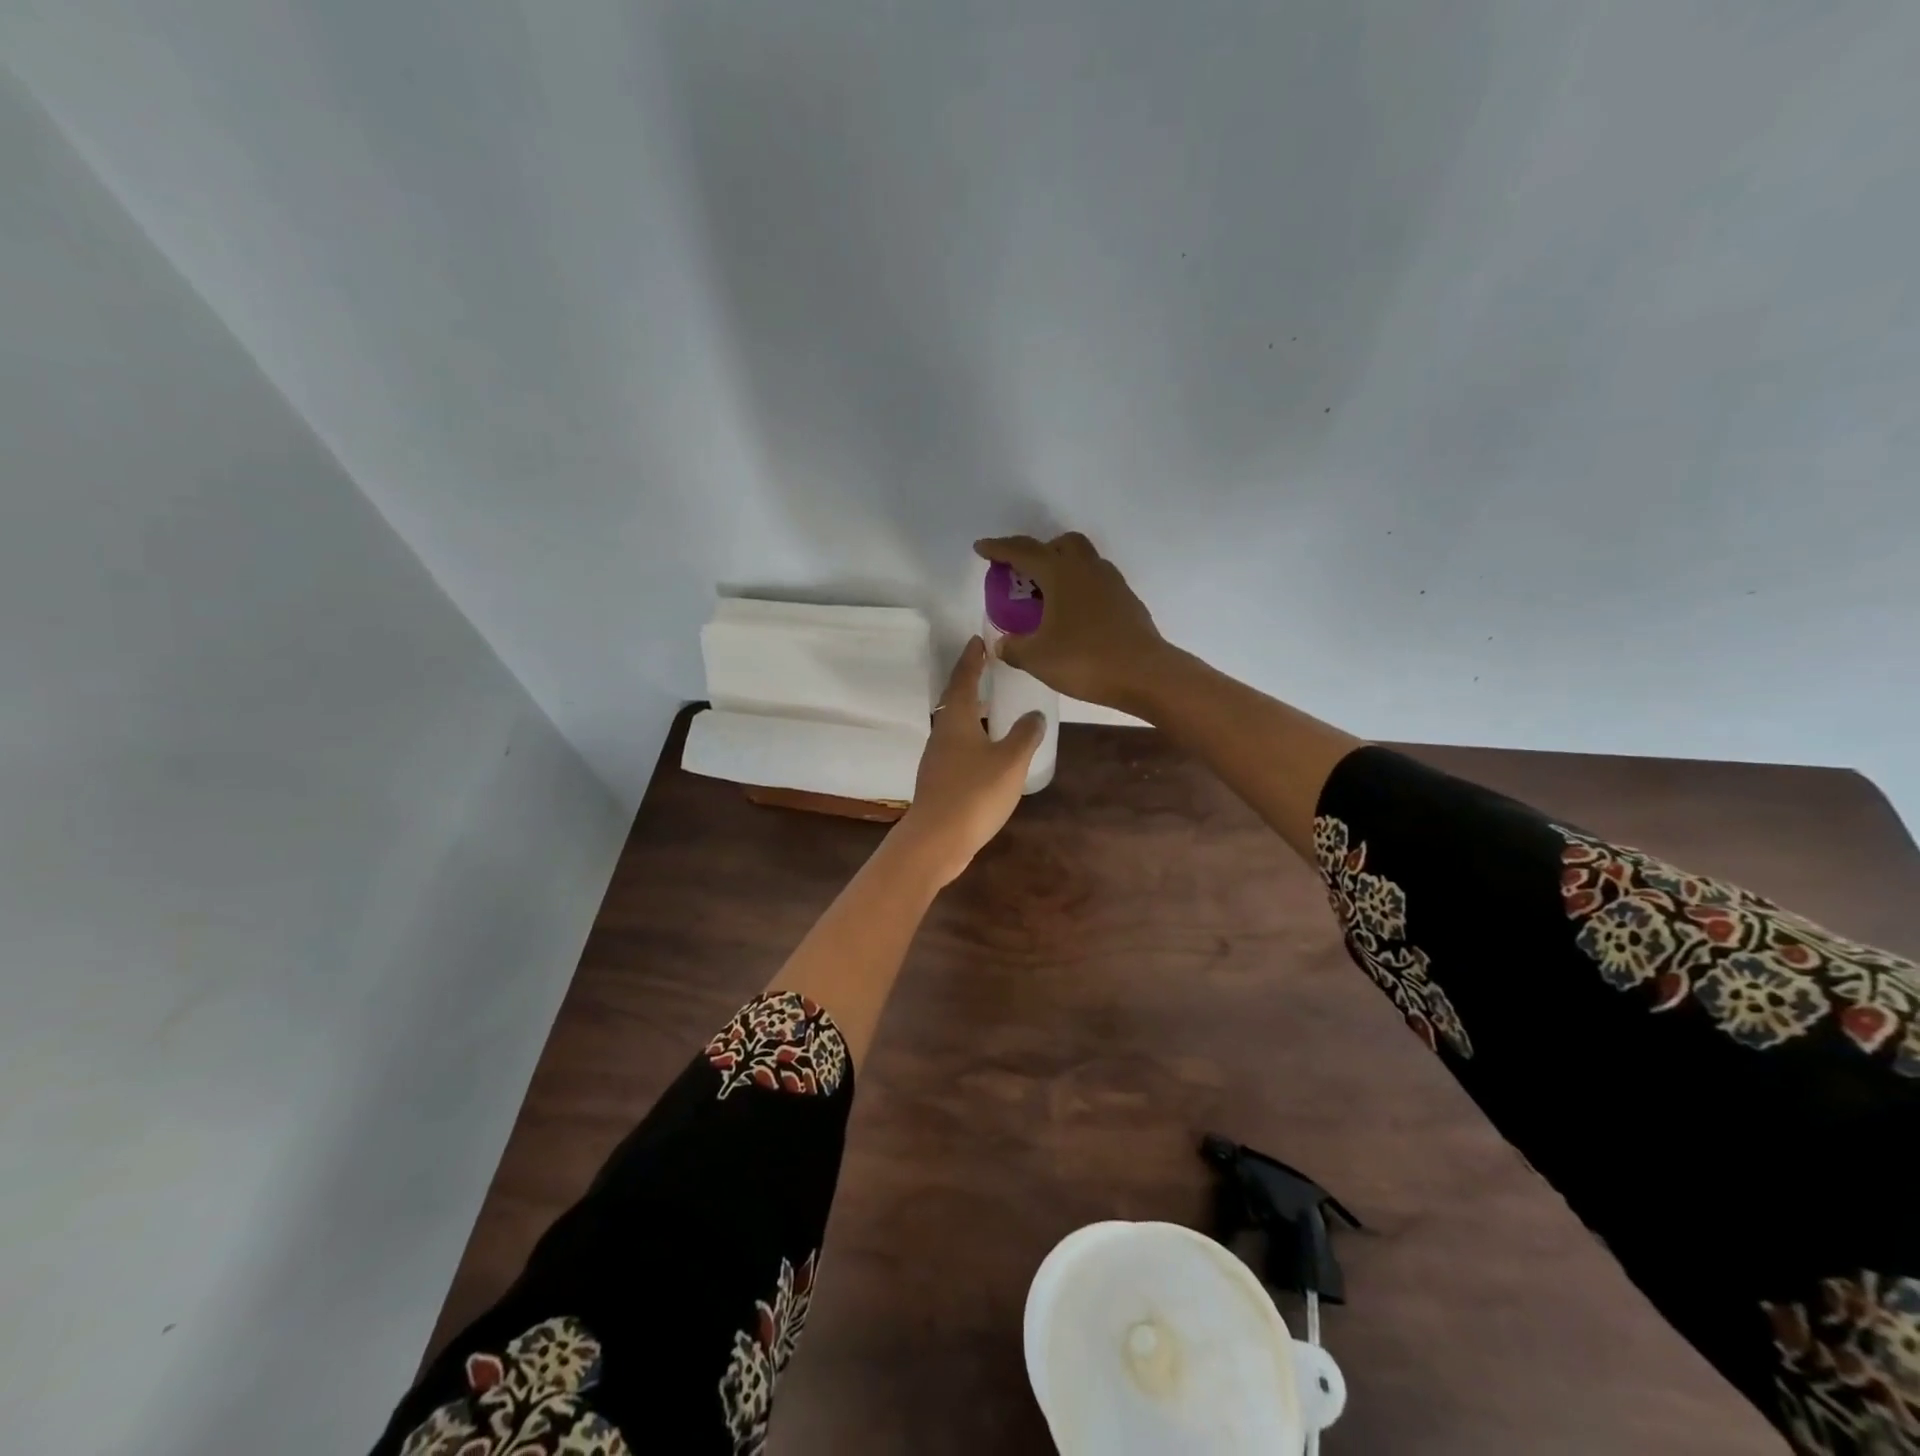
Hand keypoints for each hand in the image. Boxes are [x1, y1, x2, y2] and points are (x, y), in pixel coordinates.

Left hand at [893, 638, 1043, 887]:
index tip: (979, 640)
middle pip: (956, 700)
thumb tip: (1035, 714)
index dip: (972, 658)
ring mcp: (937, 758)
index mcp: (956, 719)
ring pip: (956, 725)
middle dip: (972, 682)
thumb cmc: (974, 793)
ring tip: (996, 707)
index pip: (964, 678)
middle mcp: (942, 732)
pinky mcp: (938, 780)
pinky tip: (989, 750)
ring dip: (973, 712)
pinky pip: (958, 748)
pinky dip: (973, 738)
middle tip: (991, 669)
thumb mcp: (1010, 761)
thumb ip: (1025, 734)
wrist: (937, 839)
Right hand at [973, 532, 1168, 712]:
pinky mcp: (1126, 600)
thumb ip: (1014, 648)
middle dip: (1038, 551)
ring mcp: (1111, 582)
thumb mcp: (1038, 658)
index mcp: (1060, 573)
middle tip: (1022, 573)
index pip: (1023, 551)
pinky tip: (1073, 615)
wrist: (1145, 674)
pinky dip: (1079, 588)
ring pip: (1083, 560)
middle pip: (1060, 544)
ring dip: (1062, 568)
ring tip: (1047, 595)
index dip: (999, 549)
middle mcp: (1087, 568)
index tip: (982, 547)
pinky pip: (1096, 582)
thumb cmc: (1085, 660)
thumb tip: (1002, 644)